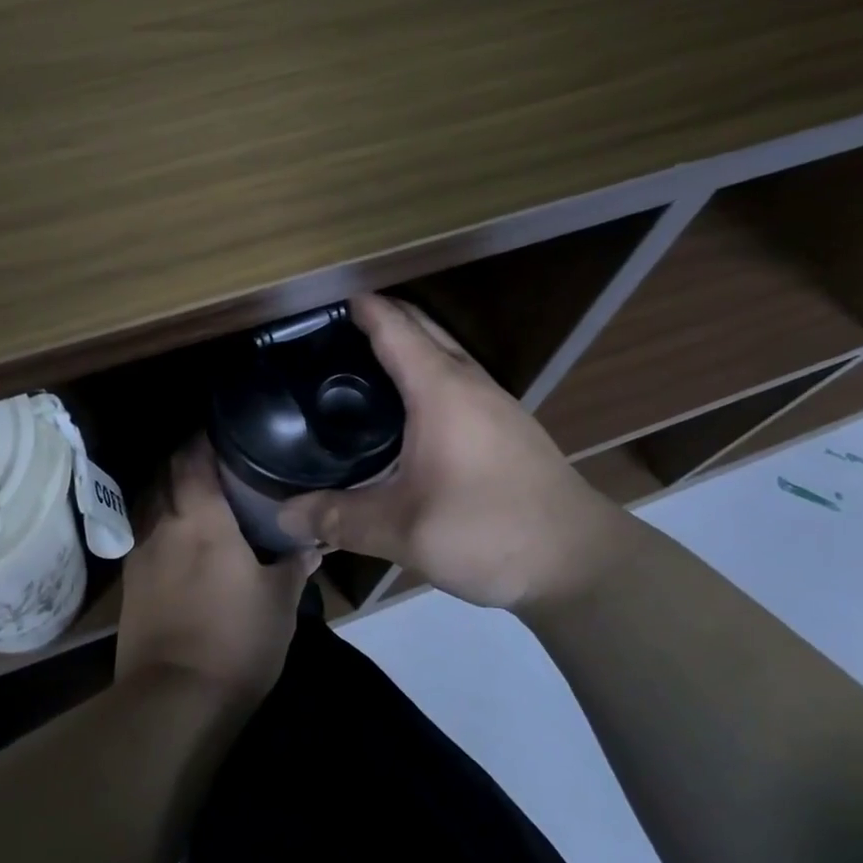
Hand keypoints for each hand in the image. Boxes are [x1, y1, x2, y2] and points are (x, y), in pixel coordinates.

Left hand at [115, 439, 318, 707]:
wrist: (175, 699)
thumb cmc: (236, 640)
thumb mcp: (279, 602)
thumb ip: (294, 564)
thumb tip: (313, 543)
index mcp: (202, 519)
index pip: (192, 459)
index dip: (201, 438)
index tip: (220, 429)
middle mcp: (164, 525)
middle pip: (164, 474)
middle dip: (183, 458)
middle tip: (212, 457)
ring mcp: (140, 554)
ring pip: (148, 502)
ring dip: (166, 488)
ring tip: (193, 491)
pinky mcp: (129, 583)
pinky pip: (141, 533)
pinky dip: (158, 522)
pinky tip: (175, 536)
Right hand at [276, 294, 634, 611]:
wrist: (579, 560)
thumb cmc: (488, 531)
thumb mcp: (403, 531)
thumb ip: (339, 518)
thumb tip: (283, 515)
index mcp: (440, 389)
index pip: (393, 327)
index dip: (358, 307)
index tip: (320, 301)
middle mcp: (469, 381)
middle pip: (421, 327)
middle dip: (379, 316)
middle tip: (329, 331)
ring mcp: (494, 401)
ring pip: (443, 350)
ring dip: (406, 342)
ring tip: (359, 362)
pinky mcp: (506, 424)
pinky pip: (456, 376)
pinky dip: (425, 370)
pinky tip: (405, 407)